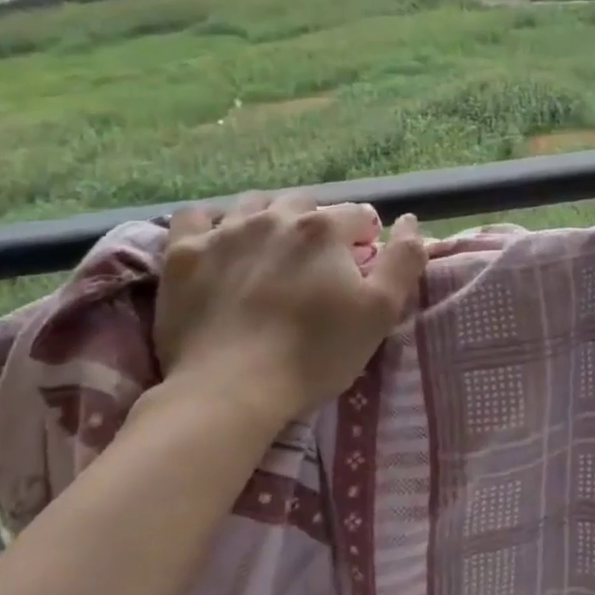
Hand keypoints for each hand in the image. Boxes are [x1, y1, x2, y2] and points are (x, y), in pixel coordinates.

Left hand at [154, 194, 424, 432]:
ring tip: (273, 252)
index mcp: (325, 229)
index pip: (358, 215)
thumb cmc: (316, 352)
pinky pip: (195, 216)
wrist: (230, 390)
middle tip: (319, 263)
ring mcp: (223, 232)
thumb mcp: (381, 311)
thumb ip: (404, 260)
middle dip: (319, 225)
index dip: (366, 239)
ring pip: (254, 204)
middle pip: (306, 204)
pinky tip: (219, 242)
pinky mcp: (183, 255)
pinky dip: (211, 223)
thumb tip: (412, 221)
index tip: (362, 267)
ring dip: (270, 218)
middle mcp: (274, 217)